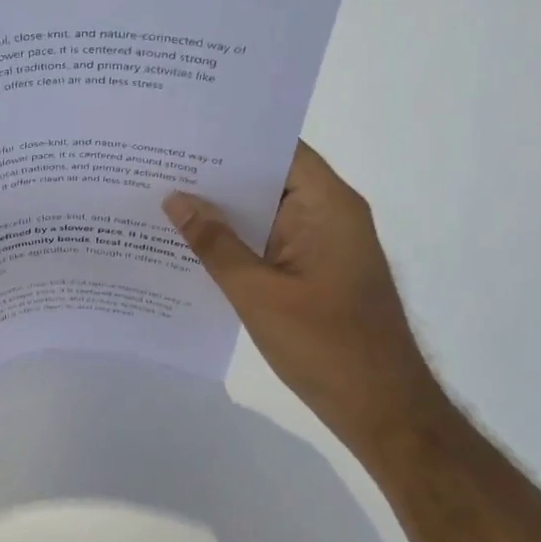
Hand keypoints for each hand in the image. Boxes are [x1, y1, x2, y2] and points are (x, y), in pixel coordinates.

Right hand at [164, 143, 444, 440]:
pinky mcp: (313, 272)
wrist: (381, 410)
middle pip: (269, 178)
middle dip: (217, 173)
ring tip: (162, 195)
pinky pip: (268, 242)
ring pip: (265, 212)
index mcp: (328, 206)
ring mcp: (321, 245)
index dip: (233, 137)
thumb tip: (175, 199)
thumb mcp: (258, 293)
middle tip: (158, 162)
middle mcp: (328, 215)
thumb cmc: (326, 346)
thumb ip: (215, 244)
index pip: (279, 149)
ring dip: (222, 209)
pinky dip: (235, 240)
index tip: (184, 132)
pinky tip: (189, 242)